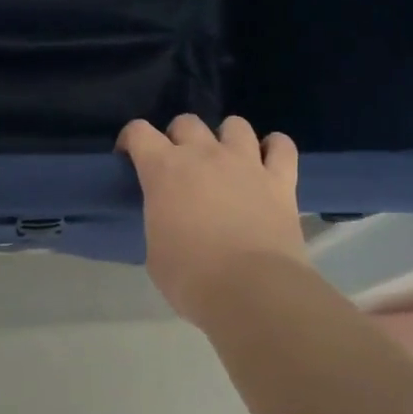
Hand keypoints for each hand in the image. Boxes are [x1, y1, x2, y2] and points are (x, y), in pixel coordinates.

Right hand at [117, 114, 305, 326]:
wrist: (252, 291)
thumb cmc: (192, 278)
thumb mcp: (156, 252)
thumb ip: (160, 220)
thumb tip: (169, 216)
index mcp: (165, 170)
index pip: (139, 132)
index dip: (131, 139)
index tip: (130, 157)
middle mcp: (205, 154)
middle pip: (187, 122)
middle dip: (179, 138)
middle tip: (180, 166)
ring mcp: (245, 162)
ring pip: (235, 125)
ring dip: (226, 138)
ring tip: (226, 161)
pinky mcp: (280, 179)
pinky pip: (282, 146)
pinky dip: (274, 149)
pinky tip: (268, 162)